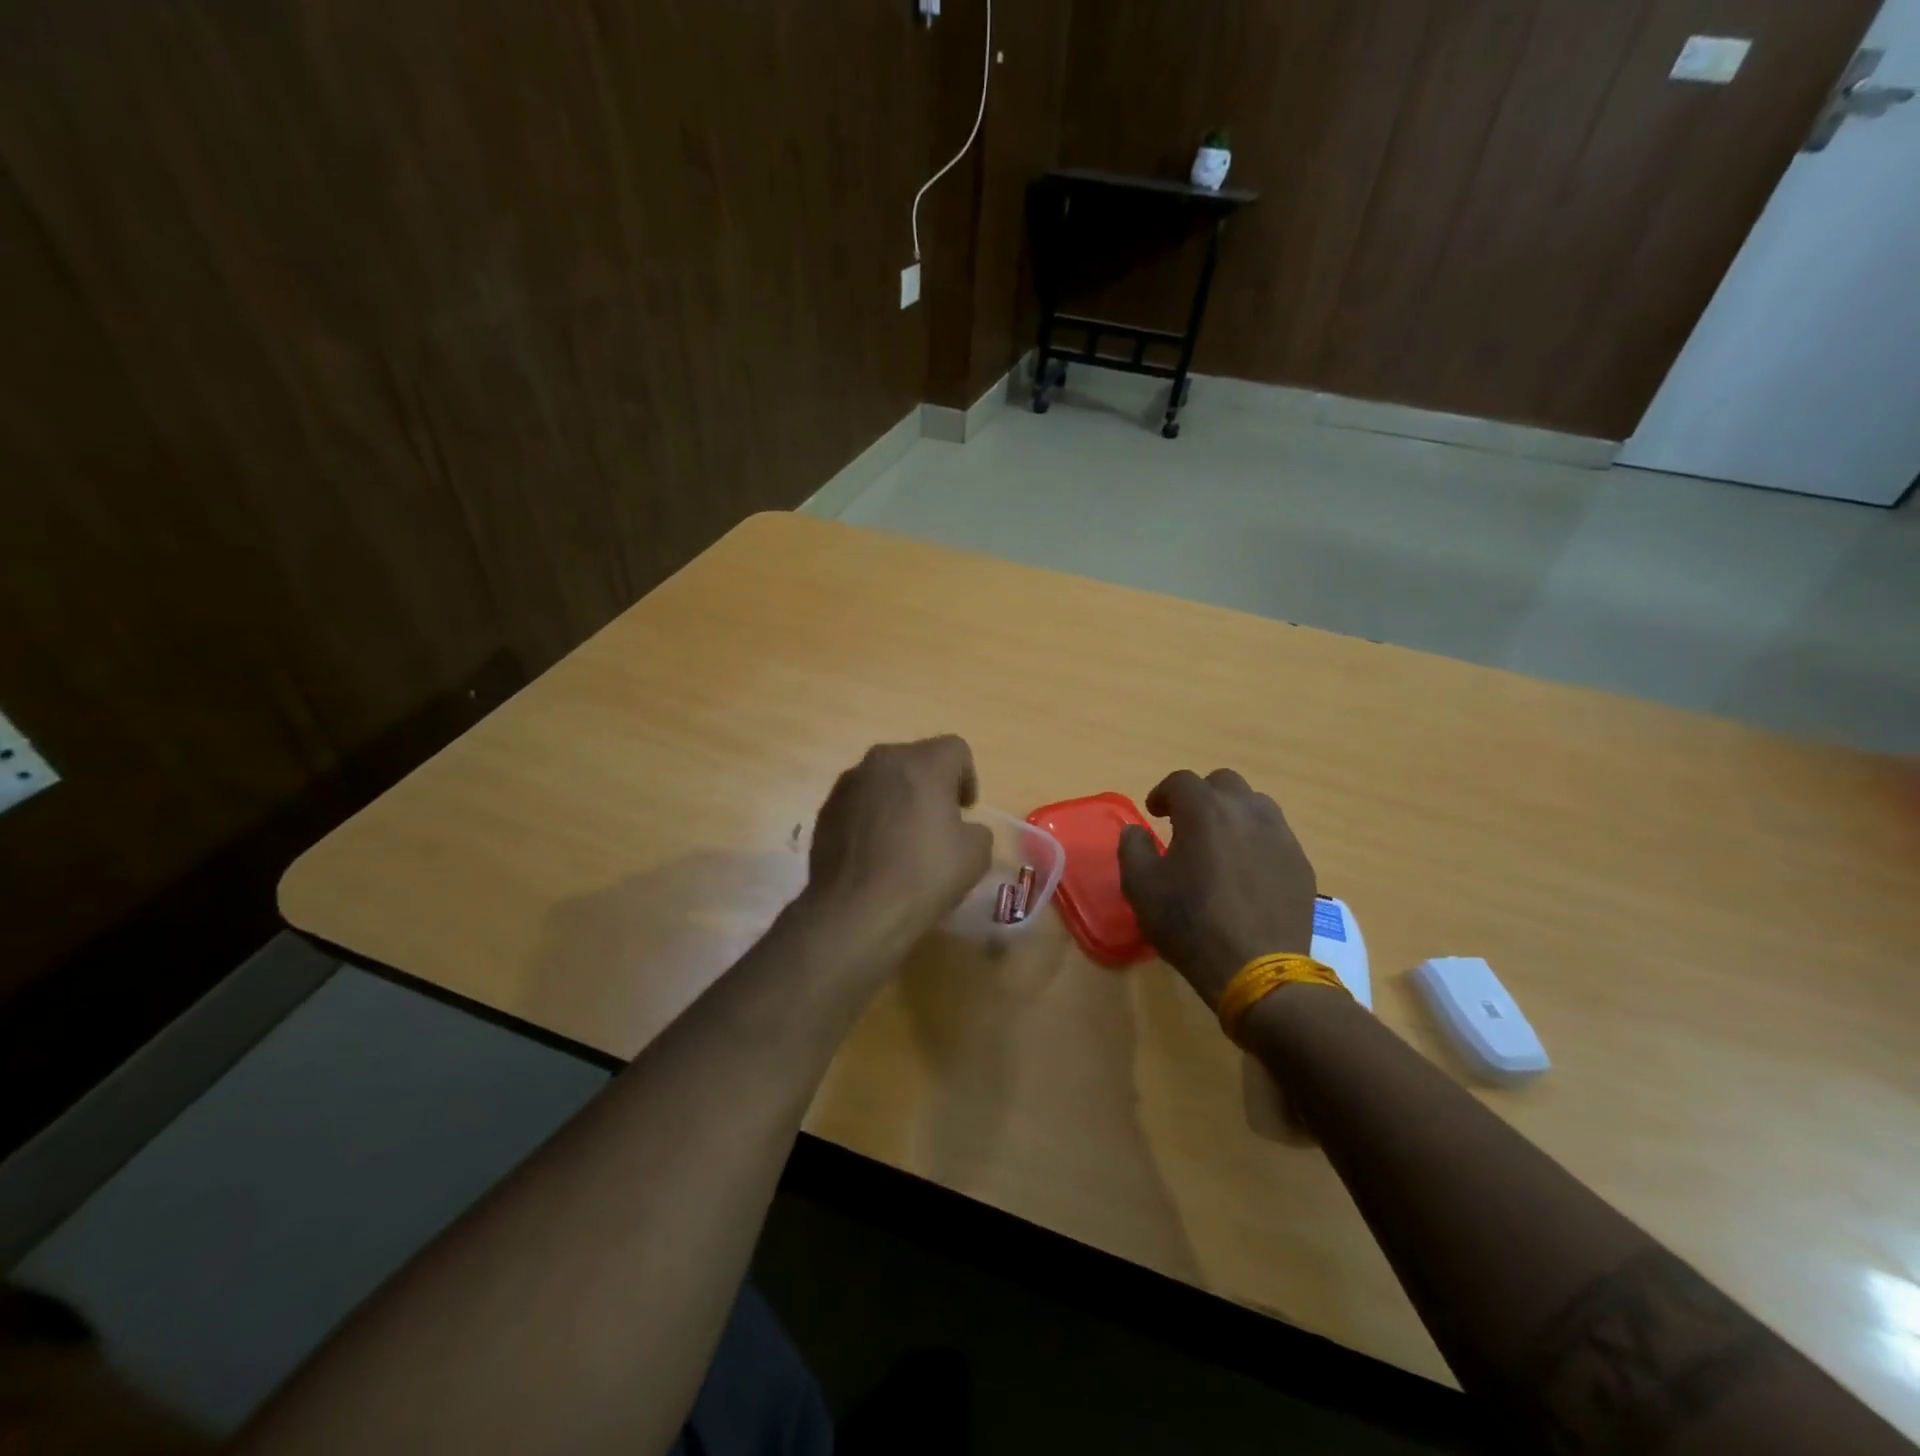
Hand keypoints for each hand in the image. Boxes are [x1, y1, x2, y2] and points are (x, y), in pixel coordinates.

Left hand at [800, 736, 993, 965]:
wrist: (855, 911)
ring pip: (884, 779)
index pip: (956, 749)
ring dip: (898, 798)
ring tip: (903, 838)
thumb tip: (960, 829)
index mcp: (922, 763)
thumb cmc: (923, 876)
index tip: (965, 811)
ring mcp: (848, 784)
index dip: (967, 777)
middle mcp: (882, 761)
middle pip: (916, 759)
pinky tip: (875, 852)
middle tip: (938, 822)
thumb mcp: (976, 855)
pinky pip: (859, 802)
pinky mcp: (826, 810)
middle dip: (931, 784)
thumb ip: (975, 829)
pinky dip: (872, 816)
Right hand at [1117, 769, 1318, 1009]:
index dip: (1163, 793)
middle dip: (1201, 796)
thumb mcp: (1141, 887)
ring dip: (1233, 813)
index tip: (1155, 813)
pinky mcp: (1300, 862)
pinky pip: (1275, 836)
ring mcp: (1280, 835)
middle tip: (1187, 824)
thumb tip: (1136, 830)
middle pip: (1223, 783)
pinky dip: (1256, 841)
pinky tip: (1247, 871)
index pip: (1181, 781)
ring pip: (1255, 805)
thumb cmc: (1190, 924)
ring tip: (1221, 843)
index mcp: (1205, 811)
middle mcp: (1247, 811)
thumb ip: (1132, 848)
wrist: (1258, 969)